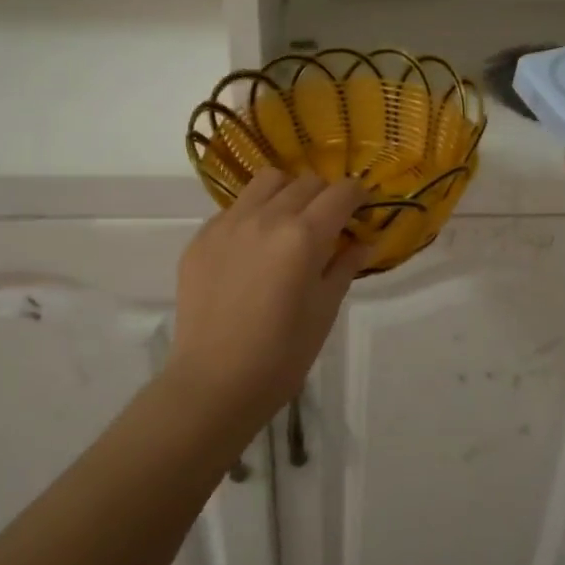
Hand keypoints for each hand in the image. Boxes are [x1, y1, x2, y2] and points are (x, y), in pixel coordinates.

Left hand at [169, 170, 368, 425]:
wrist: (214, 382)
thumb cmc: (282, 355)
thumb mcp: (325, 311)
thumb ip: (345, 267)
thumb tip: (364, 241)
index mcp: (303, 236)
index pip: (340, 193)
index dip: (357, 196)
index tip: (362, 208)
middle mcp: (266, 218)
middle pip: (306, 182)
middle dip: (325, 196)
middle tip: (329, 223)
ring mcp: (228, 224)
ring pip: (266, 182)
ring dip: (287, 192)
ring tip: (290, 221)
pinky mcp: (201, 238)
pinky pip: (235, 208)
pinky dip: (253, 214)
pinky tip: (254, 247)